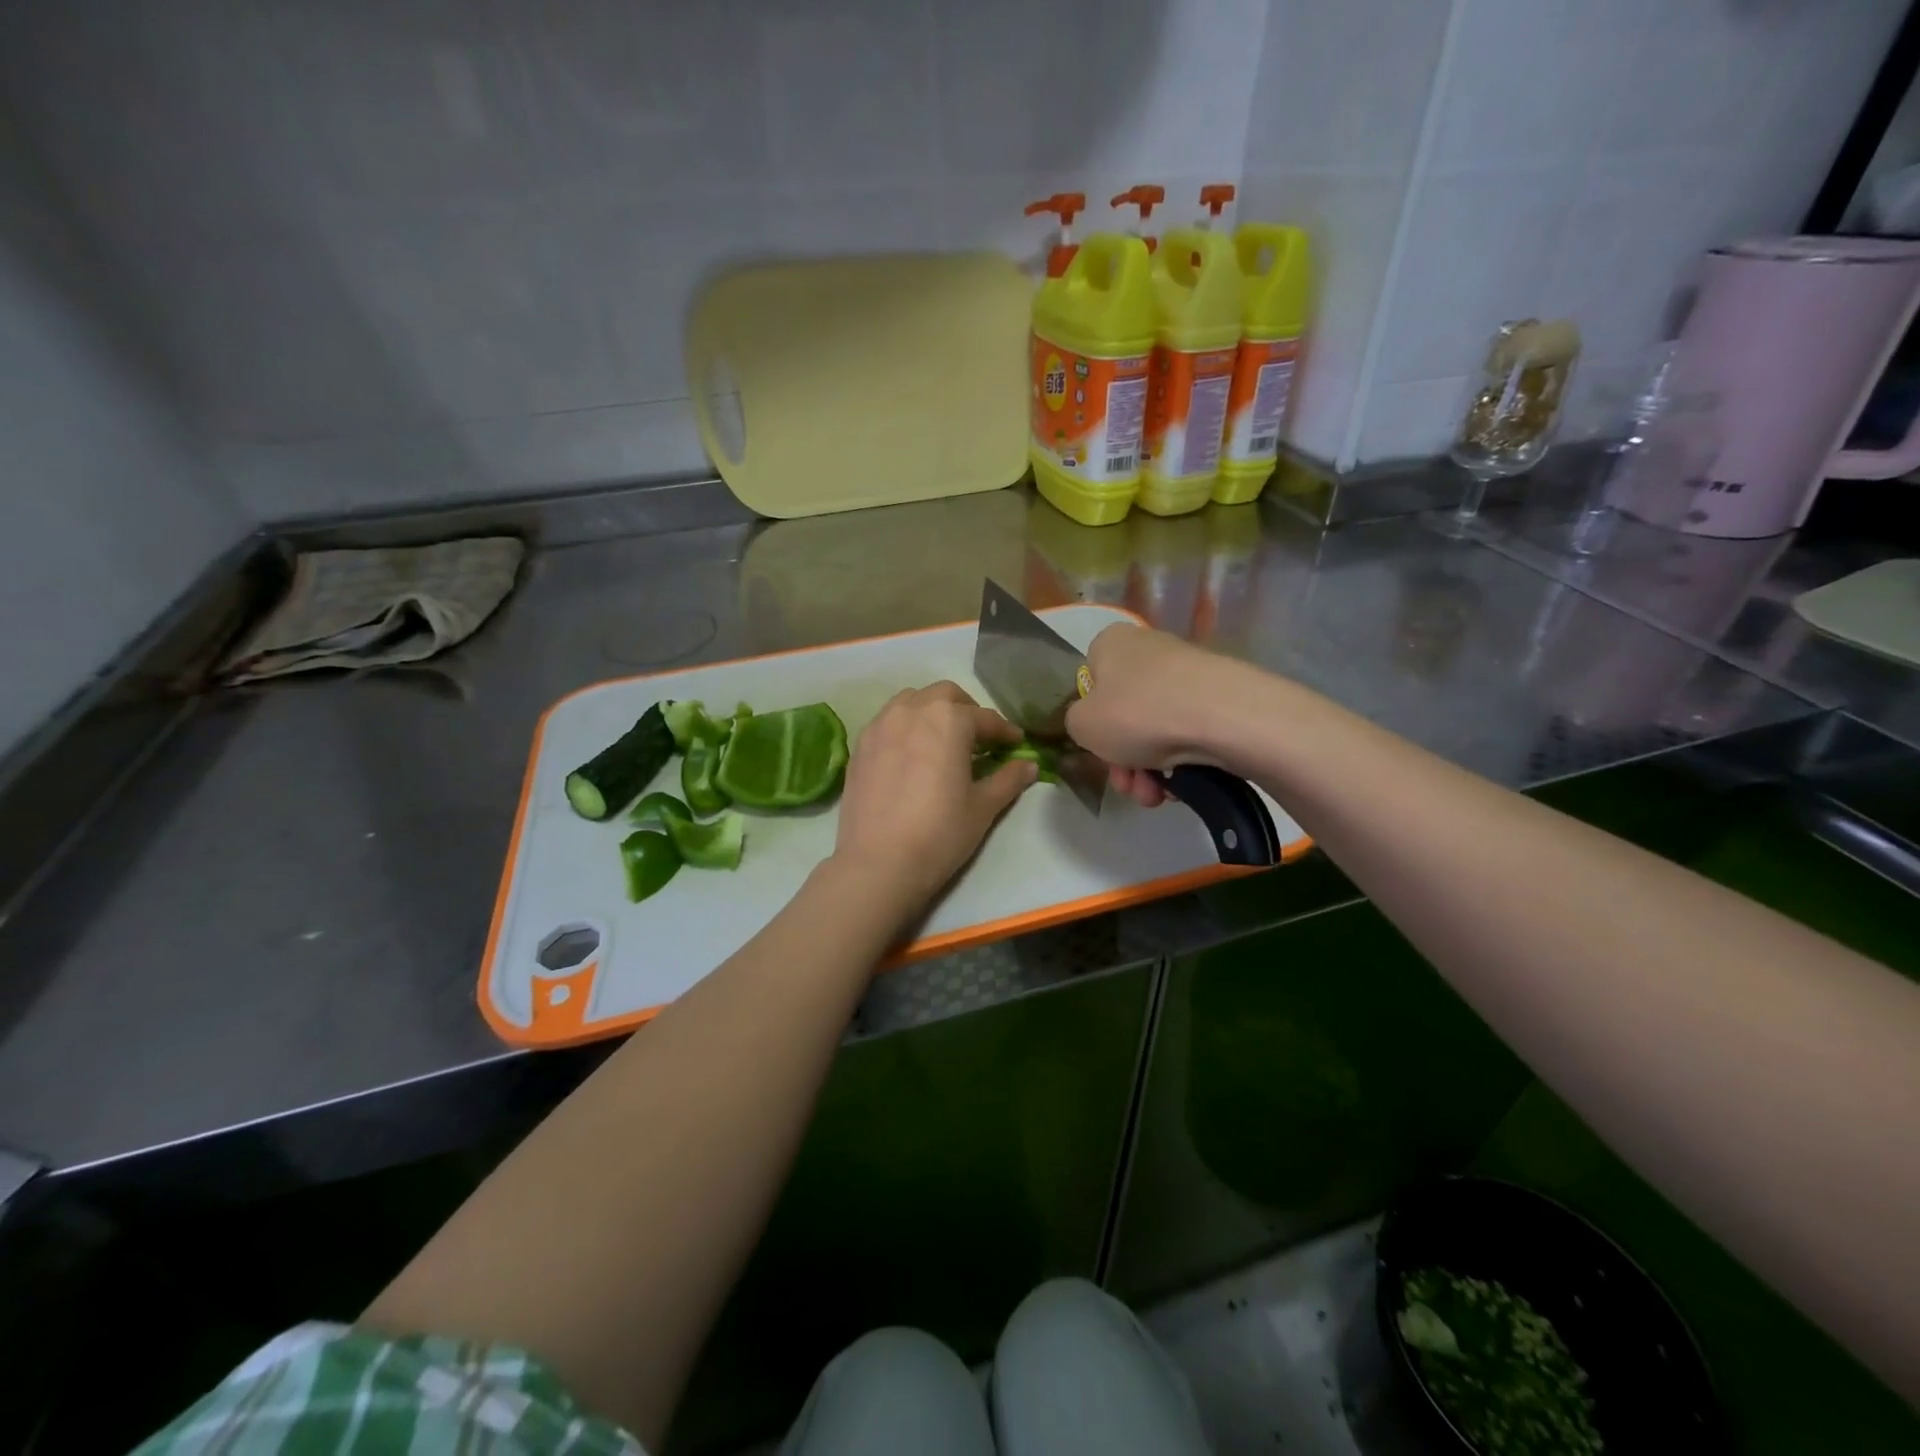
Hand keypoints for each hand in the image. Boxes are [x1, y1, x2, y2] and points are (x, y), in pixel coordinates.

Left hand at [829, 682, 1035, 915]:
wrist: (878, 863)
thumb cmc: (939, 833)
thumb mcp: (982, 807)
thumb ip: (1008, 779)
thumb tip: (1029, 765)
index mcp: (948, 719)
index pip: (984, 718)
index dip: (1004, 732)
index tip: (1015, 745)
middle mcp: (912, 710)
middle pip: (946, 696)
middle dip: (967, 711)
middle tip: (979, 739)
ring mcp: (881, 725)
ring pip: (912, 701)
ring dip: (933, 712)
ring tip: (943, 741)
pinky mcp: (860, 745)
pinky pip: (888, 721)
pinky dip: (906, 727)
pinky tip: (912, 754)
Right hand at [1065, 625, 1244, 807]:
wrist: (1225, 718)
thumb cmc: (1139, 714)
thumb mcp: (1081, 724)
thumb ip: (1075, 722)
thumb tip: (1094, 723)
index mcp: (1111, 644)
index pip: (1089, 682)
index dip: (1091, 721)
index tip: (1098, 748)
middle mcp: (1148, 650)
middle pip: (1123, 713)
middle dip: (1121, 759)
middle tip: (1128, 785)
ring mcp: (1187, 672)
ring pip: (1153, 729)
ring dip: (1147, 769)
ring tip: (1155, 796)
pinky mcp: (1218, 696)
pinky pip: (1186, 733)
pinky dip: (1179, 761)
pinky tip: (1181, 785)